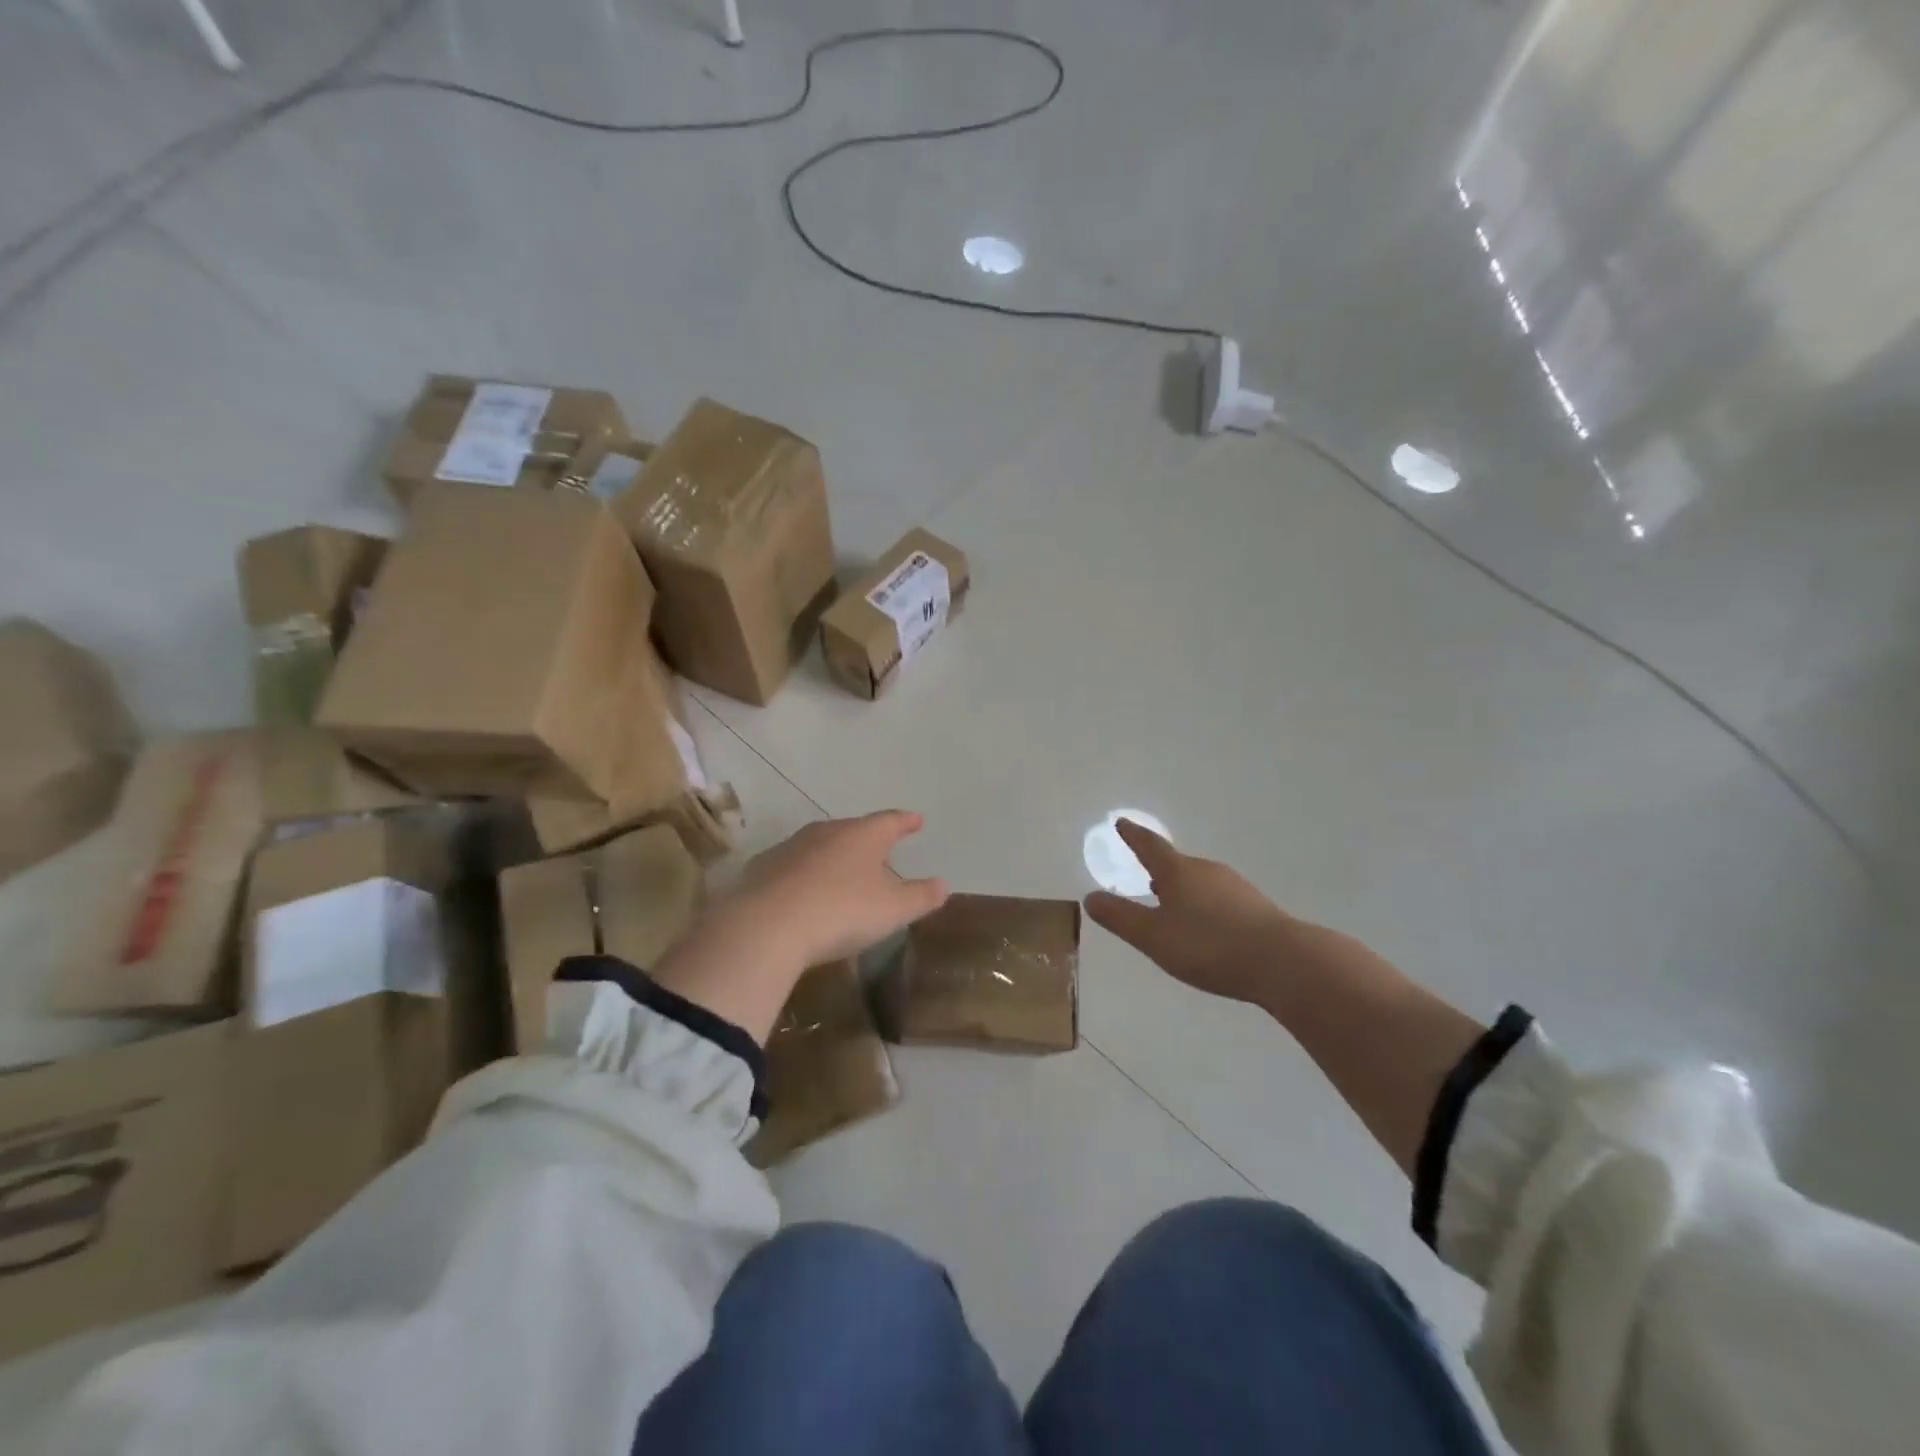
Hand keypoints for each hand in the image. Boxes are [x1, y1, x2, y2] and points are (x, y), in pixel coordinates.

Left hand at [725, 811, 949, 968]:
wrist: (766, 926)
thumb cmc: (842, 911)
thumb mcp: (892, 909)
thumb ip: (921, 896)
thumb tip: (943, 884)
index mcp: (862, 835)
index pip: (890, 821)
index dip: (905, 822)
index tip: (916, 820)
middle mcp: (826, 832)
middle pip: (853, 831)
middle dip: (868, 841)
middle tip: (881, 853)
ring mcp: (791, 848)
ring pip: (821, 846)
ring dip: (835, 858)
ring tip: (844, 875)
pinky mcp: (763, 869)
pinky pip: (793, 867)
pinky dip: (805, 876)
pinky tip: (805, 895)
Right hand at [1084, 819, 1300, 1005]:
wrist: (1283, 962)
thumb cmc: (1209, 945)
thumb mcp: (1154, 937)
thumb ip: (1120, 917)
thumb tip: (1090, 897)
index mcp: (1178, 872)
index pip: (1149, 846)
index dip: (1133, 836)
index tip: (1122, 823)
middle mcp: (1206, 870)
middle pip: (1176, 864)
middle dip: (1159, 868)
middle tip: (1145, 874)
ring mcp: (1234, 886)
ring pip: (1199, 881)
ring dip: (1182, 889)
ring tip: (1170, 903)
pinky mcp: (1254, 906)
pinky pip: (1218, 897)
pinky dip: (1203, 904)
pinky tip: (1205, 925)